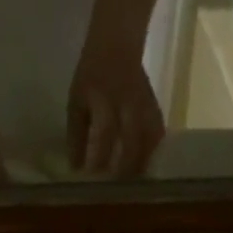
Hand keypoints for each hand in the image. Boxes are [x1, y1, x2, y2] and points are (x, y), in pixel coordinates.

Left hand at [67, 38, 163, 176]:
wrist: (117, 42)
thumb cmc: (91, 75)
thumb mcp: (76, 100)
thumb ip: (76, 135)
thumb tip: (76, 168)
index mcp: (104, 99)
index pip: (104, 134)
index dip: (98, 159)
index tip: (92, 178)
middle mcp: (127, 104)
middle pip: (131, 143)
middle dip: (122, 170)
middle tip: (114, 190)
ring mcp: (144, 106)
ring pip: (147, 142)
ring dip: (140, 166)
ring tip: (131, 186)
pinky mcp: (154, 108)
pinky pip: (157, 136)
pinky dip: (152, 154)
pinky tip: (144, 169)